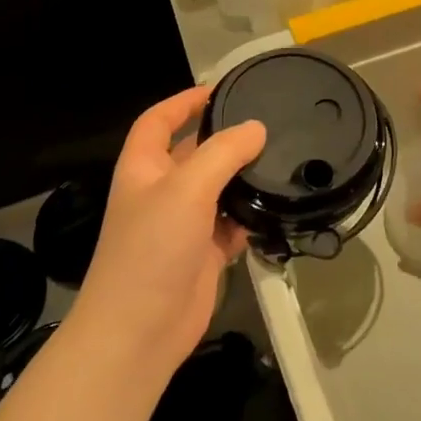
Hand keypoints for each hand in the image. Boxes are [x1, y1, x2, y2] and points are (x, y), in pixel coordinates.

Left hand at [75, 86, 266, 373]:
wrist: (140, 330)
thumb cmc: (153, 248)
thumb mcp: (187, 188)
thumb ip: (223, 152)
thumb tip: (255, 128)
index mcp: (143, 167)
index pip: (158, 120)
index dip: (183, 101)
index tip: (219, 90)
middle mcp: (160, 191)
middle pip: (192, 153)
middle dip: (223, 140)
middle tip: (267, 127)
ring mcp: (181, 225)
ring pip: (215, 190)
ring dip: (240, 180)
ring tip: (279, 162)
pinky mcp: (202, 254)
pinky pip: (228, 226)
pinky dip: (246, 219)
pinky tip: (271, 211)